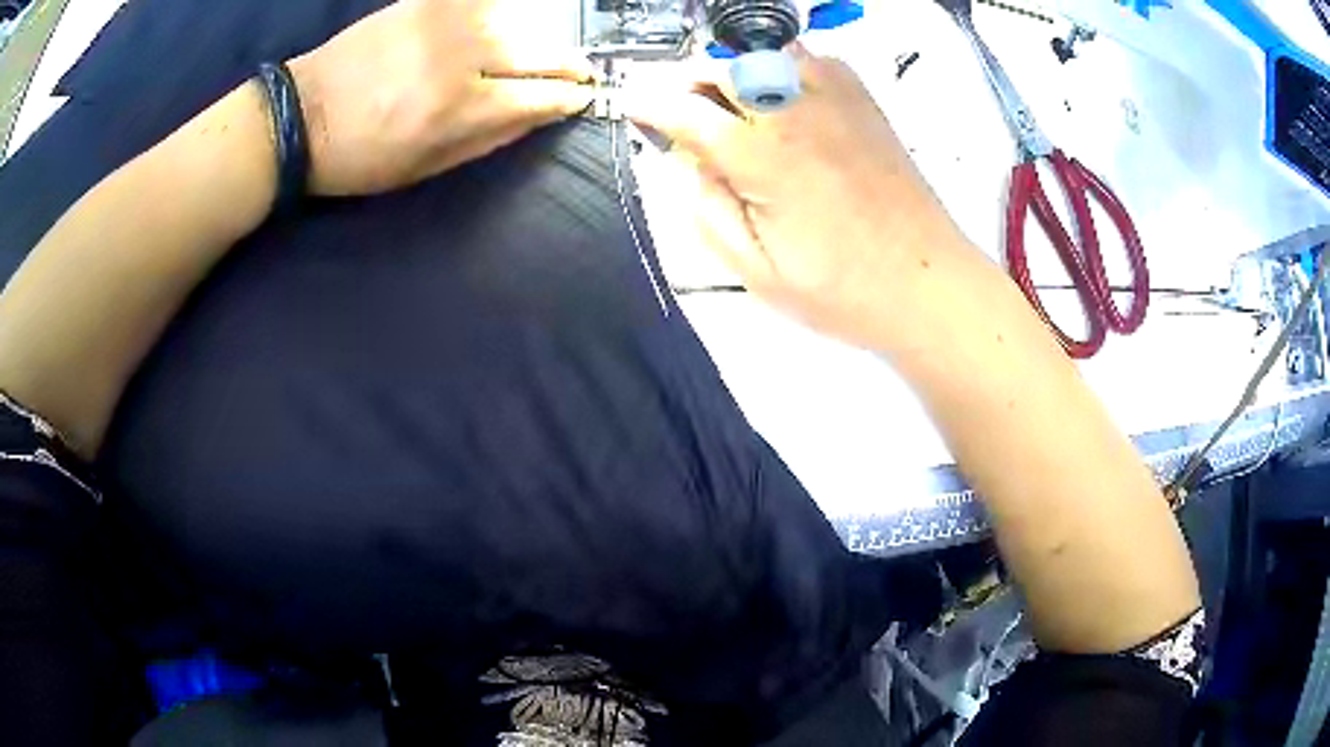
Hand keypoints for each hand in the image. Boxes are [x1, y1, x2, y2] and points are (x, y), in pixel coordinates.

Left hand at [287, 0, 593, 195]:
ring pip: (517, 20)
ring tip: (538, 52)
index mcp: (461, 109)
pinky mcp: (424, 1)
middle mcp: (461, 57)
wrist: (302, 115)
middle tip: (577, 73)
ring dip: (535, 38)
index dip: (570, 97)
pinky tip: (504, 22)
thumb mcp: (427, 168)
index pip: (542, 95)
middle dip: (567, 65)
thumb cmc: (362, 157)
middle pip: (539, 51)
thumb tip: (540, 115)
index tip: (584, 98)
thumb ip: (490, 138)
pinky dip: (499, 11)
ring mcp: (443, 21)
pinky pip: (481, 0)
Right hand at [624, 49, 964, 348]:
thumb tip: (686, 163)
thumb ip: (707, 209)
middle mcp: (796, 111)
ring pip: (762, 54)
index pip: (684, 110)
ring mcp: (835, 98)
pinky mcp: (863, 100)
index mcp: (763, 157)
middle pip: (720, 67)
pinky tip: (783, 104)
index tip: (632, 104)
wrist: (928, 283)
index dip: (648, 104)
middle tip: (683, 115)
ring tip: (731, 109)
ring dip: (733, 73)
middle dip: (688, 83)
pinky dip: (780, 69)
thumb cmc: (845, 291)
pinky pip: (808, 59)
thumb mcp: (756, 272)